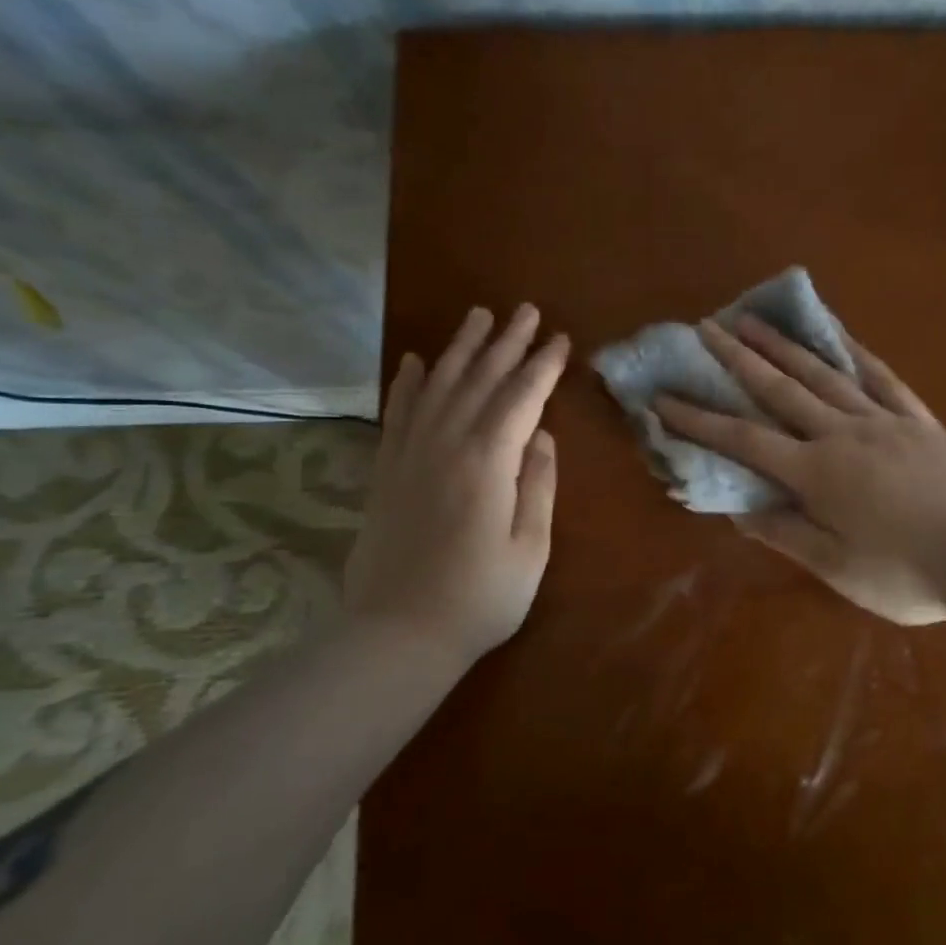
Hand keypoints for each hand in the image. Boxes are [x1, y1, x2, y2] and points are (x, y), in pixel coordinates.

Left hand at [345, 304, 569, 663]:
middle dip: (506, 343)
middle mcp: (445, 444)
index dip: (542, 367)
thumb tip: (542, 436)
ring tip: (478, 316)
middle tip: (526, 311)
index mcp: (488, 463)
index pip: (521, 399)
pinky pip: (398, 413)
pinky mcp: (386, 470)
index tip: (560, 339)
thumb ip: (539, 486)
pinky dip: (408, 383)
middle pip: (480, 381)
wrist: (398, 634)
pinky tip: (417, 361)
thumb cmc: (480, 598)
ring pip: (439, 386)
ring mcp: (409, 454)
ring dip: (461, 349)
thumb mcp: (530, 548)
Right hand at [655, 316, 945, 625]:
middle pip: (780, 389)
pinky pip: (881, 377)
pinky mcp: (918, 420)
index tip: (664, 399)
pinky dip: (854, 352)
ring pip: (824, 373)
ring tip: (753, 318)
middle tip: (705, 328)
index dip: (700, 420)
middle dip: (737, 359)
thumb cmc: (906, 573)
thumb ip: (785, 533)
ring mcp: (883, 420)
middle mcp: (842, 434)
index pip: (744, 440)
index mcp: (816, 473)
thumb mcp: (835, 567)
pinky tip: (838, 335)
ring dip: (784, 345)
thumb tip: (737, 510)